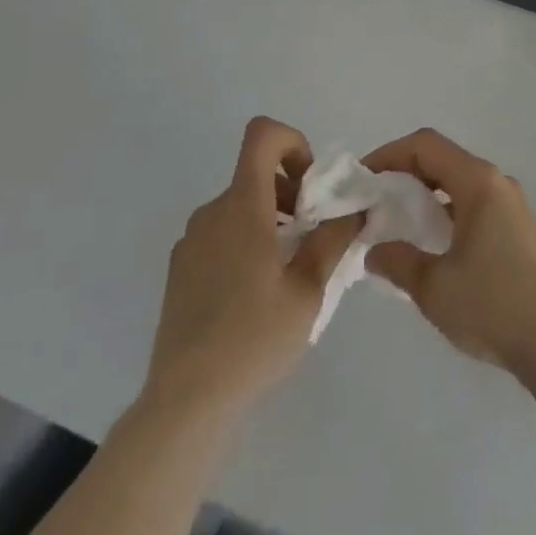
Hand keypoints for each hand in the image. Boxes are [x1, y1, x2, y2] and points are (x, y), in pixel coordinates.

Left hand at [143, 117, 359, 419]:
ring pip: (239, 206)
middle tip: (311, 236)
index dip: (292, 142)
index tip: (310, 185)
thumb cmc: (254, 338)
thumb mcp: (309, 289)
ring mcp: (191, 240)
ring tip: (287, 270)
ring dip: (269, 220)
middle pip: (255, 174)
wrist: (187, 399)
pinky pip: (220, 233)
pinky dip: (245, 241)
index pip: (262, 135)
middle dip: (290, 192)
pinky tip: (255, 294)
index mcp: (242, 206)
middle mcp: (212, 211)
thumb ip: (333, 239)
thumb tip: (355, 207)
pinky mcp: (180, 267)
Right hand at [362, 128, 535, 378]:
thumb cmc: (493, 305)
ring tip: (396, 223)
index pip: (425, 146)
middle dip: (403, 174)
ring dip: (424, 194)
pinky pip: (472, 203)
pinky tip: (430, 244)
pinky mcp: (517, 227)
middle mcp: (496, 182)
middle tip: (374, 201)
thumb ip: (398, 261)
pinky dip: (445, 211)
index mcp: (478, 182)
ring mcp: (510, 204)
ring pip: (457, 182)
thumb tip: (374, 251)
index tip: (362, 179)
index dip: (388, 154)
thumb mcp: (434, 286)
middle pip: (442, 159)